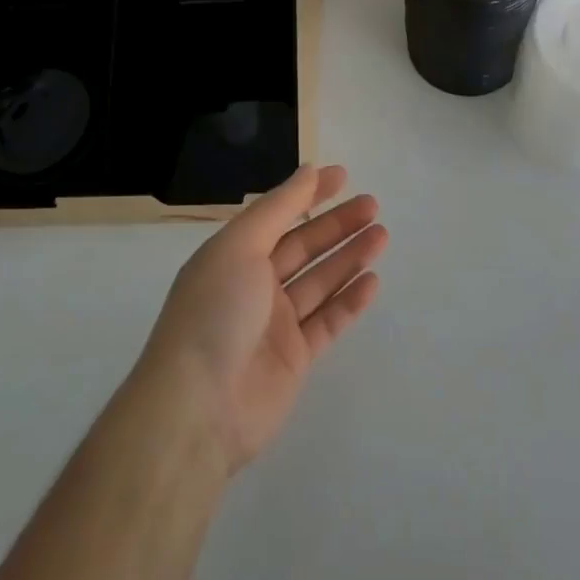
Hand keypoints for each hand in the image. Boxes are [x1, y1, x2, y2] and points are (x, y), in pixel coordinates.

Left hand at [138, 165, 385, 473]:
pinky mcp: (294, 359)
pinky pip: (327, 321)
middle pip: (303, 246)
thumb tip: (309, 170)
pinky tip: (373, 281)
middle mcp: (254, 284)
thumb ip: (278, 208)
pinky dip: (349, 301)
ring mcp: (275, 324)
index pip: (278, 214)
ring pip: (320, 281)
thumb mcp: (240, 246)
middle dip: (337, 224)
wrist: (198, 409)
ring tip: (381, 235)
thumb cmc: (215, 312)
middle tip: (372, 205)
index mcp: (234, 254)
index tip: (343, 175)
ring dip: (349, 256)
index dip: (309, 193)